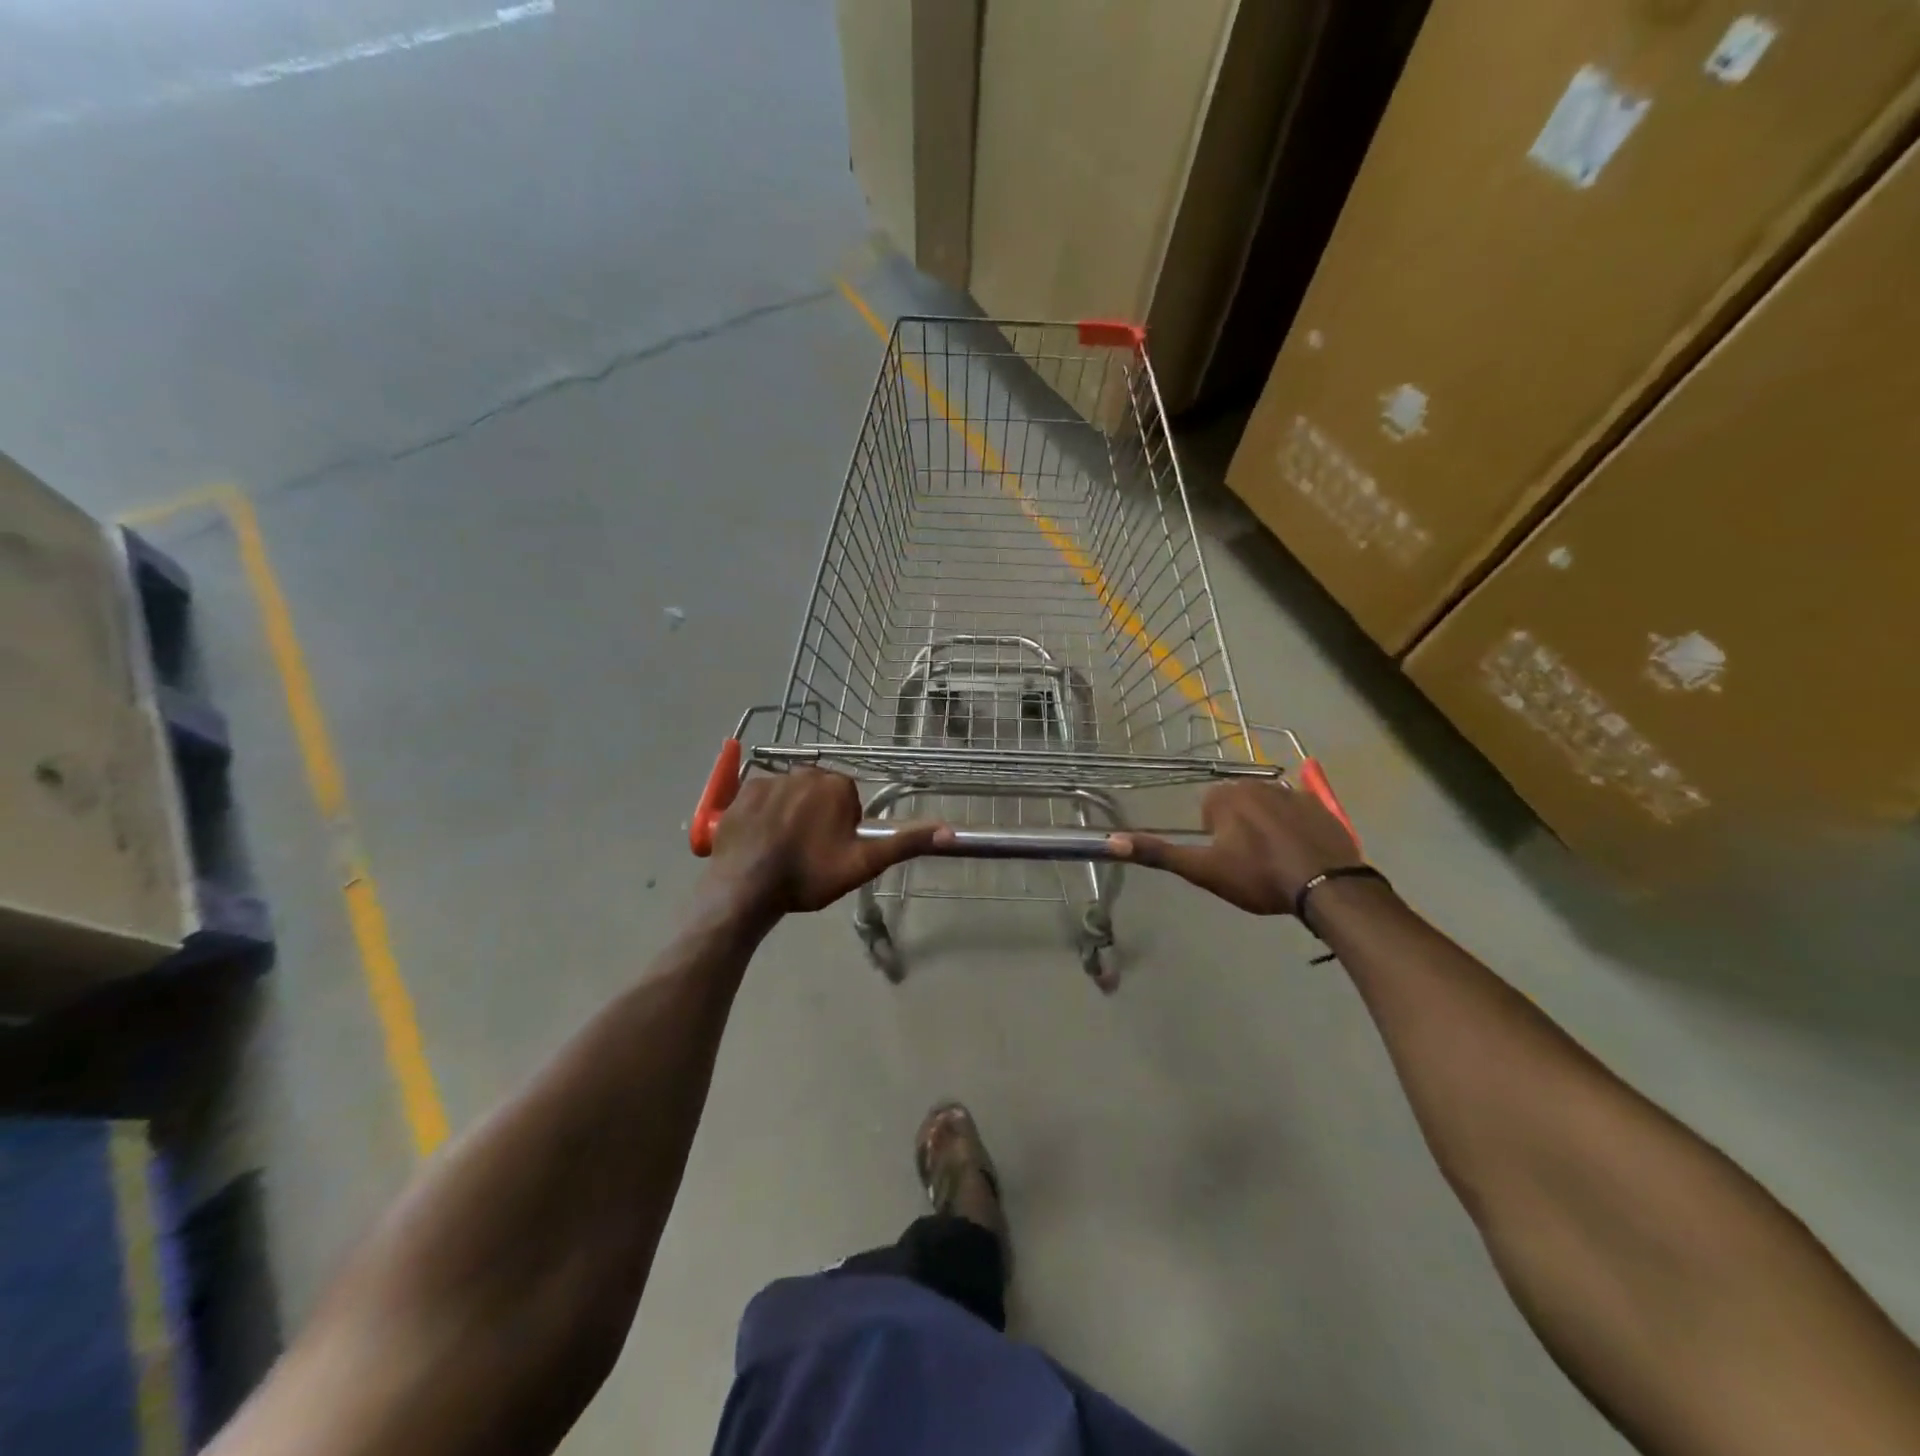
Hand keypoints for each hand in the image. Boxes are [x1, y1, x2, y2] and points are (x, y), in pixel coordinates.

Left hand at [706, 769, 947, 919]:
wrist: (747, 887)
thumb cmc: (809, 875)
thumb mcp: (863, 863)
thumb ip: (905, 844)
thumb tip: (949, 832)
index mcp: (837, 784)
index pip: (849, 801)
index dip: (843, 828)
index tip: (832, 851)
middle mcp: (805, 771)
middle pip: (820, 794)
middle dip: (818, 817)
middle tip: (809, 854)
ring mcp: (770, 778)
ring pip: (791, 795)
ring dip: (791, 815)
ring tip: (782, 851)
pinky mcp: (743, 791)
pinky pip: (762, 797)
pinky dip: (764, 814)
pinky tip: (761, 841)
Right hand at [1111, 779, 1361, 914]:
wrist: (1326, 885)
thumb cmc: (1258, 876)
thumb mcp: (1203, 870)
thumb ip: (1159, 854)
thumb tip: (1111, 841)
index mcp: (1226, 796)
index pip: (1209, 808)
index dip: (1215, 836)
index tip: (1229, 859)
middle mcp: (1256, 783)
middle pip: (1238, 804)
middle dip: (1240, 828)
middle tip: (1251, 862)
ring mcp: (1292, 792)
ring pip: (1267, 807)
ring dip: (1267, 826)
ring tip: (1277, 861)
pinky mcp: (1320, 806)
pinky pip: (1298, 811)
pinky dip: (1296, 828)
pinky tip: (1302, 853)